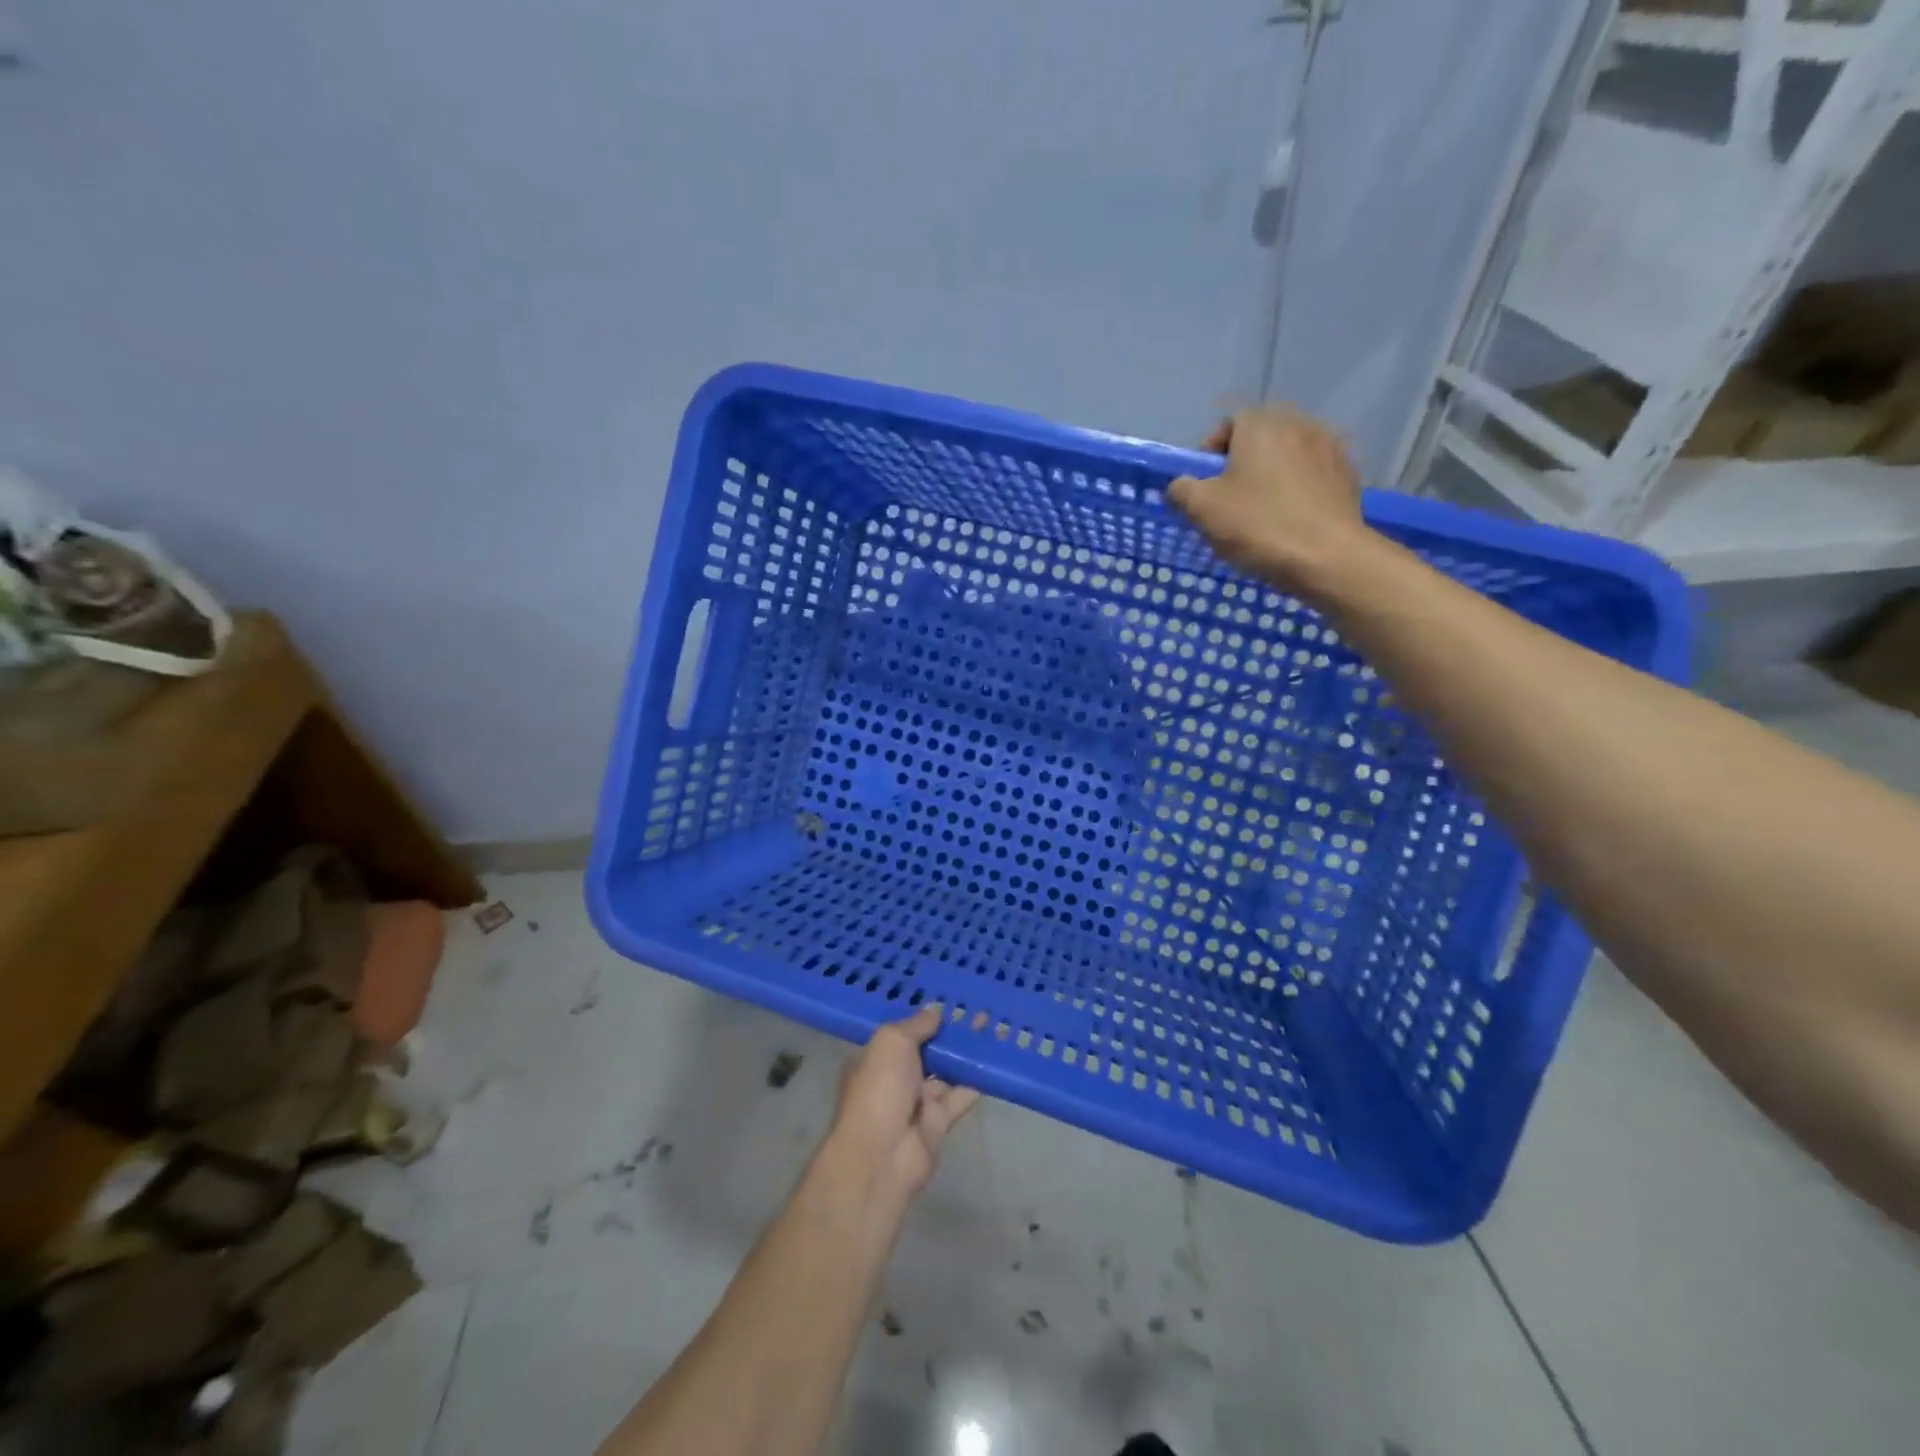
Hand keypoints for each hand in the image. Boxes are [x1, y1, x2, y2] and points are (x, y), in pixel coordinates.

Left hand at [818, 1007, 979, 1214]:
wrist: (882, 1156)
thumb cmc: (879, 1088)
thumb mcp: (892, 1042)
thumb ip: (916, 1025)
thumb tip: (935, 1010)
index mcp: (876, 1057)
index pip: (902, 1033)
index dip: (924, 1018)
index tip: (950, 1000)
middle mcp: (895, 1078)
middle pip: (927, 1050)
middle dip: (950, 1033)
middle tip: (980, 1010)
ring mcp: (917, 1102)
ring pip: (947, 1071)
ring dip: (967, 1053)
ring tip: (994, 1027)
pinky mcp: (939, 1123)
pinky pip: (960, 1096)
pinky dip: (976, 1080)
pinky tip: (996, 1060)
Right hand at [1167, 406, 1369, 595]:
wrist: (1327, 557)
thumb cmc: (1258, 526)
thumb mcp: (1202, 509)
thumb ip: (1181, 490)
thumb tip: (1179, 486)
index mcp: (1261, 425)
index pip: (1227, 424)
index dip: (1210, 454)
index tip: (1205, 486)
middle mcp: (1299, 423)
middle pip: (1260, 437)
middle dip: (1242, 463)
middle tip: (1231, 500)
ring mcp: (1330, 446)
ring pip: (1288, 455)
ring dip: (1272, 475)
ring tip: (1263, 511)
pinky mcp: (1348, 474)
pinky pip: (1313, 473)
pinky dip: (1299, 489)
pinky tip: (1292, 519)